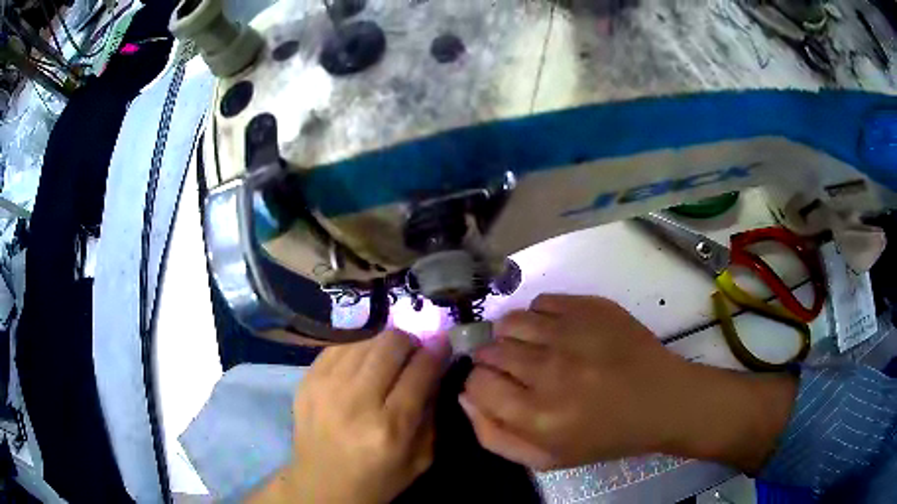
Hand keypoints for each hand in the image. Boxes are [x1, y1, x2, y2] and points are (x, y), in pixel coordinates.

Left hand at [250, 330, 449, 503]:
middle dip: (410, 341)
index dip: (436, 350)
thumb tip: (434, 368)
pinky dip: (357, 348)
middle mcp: (356, 401)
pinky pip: (339, 345)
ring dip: (383, 343)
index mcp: (390, 427)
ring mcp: (325, 386)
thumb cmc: (378, 478)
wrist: (322, 485)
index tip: (442, 343)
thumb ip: (432, 412)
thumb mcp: (422, 458)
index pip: (420, 370)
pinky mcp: (307, 379)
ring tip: (387, 358)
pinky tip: (362, 363)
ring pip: (365, 339)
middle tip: (414, 351)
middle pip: (390, 344)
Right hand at [460, 294, 797, 472]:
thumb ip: (495, 435)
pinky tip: (557, 332)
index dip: (480, 386)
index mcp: (538, 416)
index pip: (477, 383)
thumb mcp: (546, 459)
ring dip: (512, 336)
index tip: (495, 389)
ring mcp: (572, 333)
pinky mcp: (591, 307)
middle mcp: (550, 371)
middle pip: (490, 350)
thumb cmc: (604, 436)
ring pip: (511, 321)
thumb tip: (466, 396)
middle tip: (517, 371)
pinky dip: (541, 316)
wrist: (662, 400)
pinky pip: (543, 301)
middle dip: (494, 361)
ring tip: (532, 349)